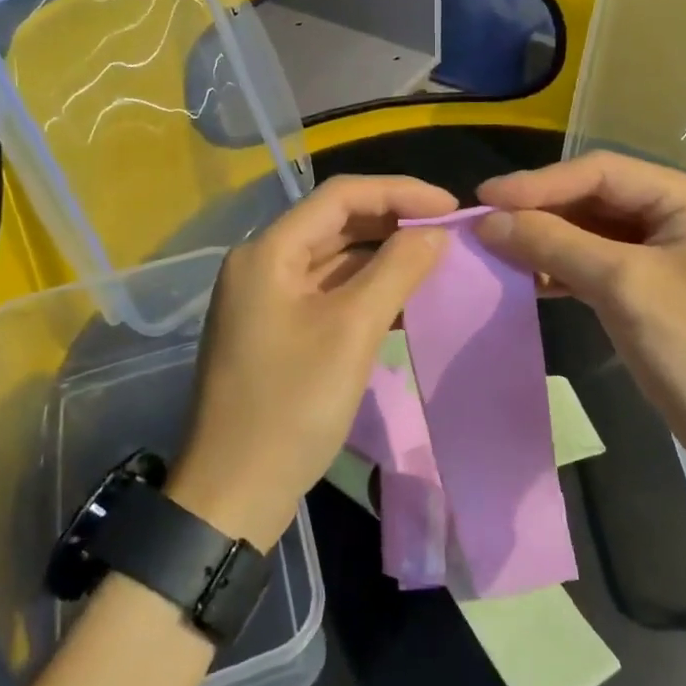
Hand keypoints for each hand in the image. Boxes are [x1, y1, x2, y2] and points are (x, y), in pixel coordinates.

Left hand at [170, 174, 454, 546]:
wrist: (234, 492)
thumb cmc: (292, 405)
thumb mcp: (352, 330)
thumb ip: (397, 270)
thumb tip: (435, 232)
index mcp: (268, 251)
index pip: (341, 196)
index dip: (400, 192)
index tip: (451, 208)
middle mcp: (262, 264)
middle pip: (336, 223)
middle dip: (393, 223)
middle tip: (448, 234)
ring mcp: (267, 299)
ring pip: (334, 259)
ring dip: (383, 257)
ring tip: (436, 262)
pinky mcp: (277, 331)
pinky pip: (328, 293)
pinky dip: (366, 290)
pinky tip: (405, 300)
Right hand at [475, 153, 685, 485]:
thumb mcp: (623, 288)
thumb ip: (554, 244)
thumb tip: (488, 220)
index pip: (601, 172)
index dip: (537, 184)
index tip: (483, 199)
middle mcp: (685, 216)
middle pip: (599, 199)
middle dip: (542, 213)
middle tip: (485, 227)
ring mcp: (676, 255)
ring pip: (599, 235)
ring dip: (551, 243)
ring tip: (500, 254)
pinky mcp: (664, 292)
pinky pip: (607, 267)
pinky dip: (570, 271)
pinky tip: (535, 282)